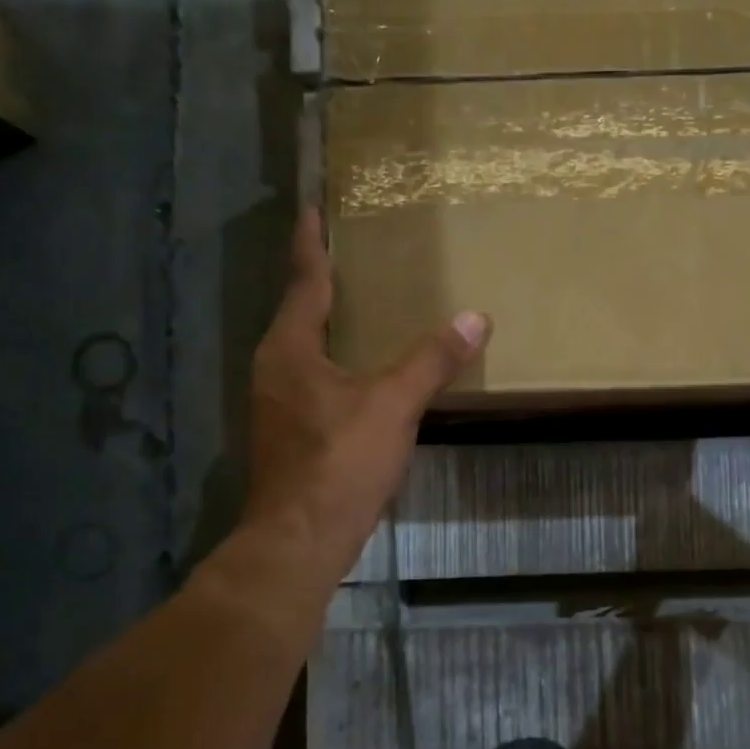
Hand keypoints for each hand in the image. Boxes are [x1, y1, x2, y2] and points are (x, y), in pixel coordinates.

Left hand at [240, 209, 488, 592]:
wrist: (300, 539)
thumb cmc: (340, 462)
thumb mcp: (393, 405)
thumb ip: (432, 360)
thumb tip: (475, 318)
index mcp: (290, 349)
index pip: (304, 282)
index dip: (310, 245)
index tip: (311, 210)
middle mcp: (274, 368)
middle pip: (299, 312)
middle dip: (321, 281)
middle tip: (350, 253)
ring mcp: (277, 402)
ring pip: (305, 347)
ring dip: (328, 322)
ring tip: (360, 304)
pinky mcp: (290, 431)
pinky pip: (313, 376)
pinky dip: (335, 358)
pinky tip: (363, 367)